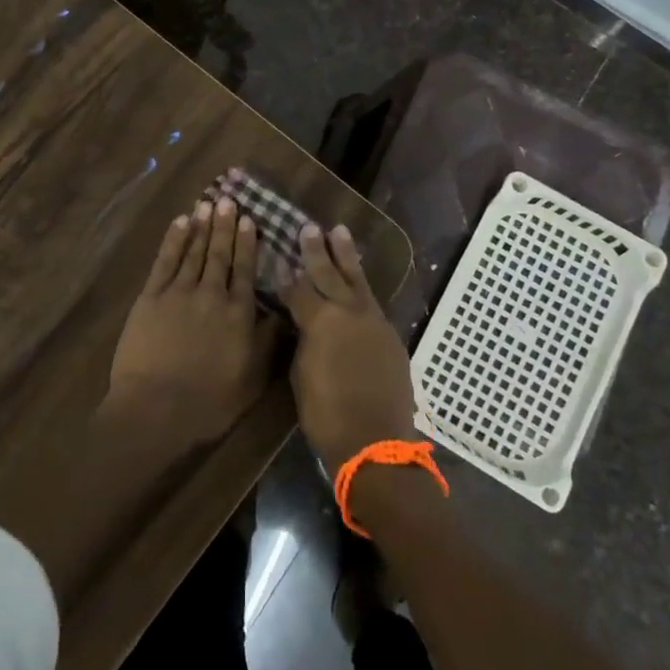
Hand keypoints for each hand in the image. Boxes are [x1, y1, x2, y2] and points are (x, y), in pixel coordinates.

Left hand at [103, 197, 281, 452]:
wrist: (156, 410)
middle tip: (228, 200)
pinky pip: (164, 261)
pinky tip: (179, 223)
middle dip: (224, 226)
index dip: (247, 244)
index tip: (250, 220)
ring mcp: (178, 293)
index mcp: (238, 313)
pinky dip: (173, 240)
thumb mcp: (252, 379)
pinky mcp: (150, 298)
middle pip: (220, 254)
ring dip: (201, 227)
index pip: (245, 270)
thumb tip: (282, 314)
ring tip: (207, 204)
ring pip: (193, 251)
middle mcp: (211, 294)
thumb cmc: (209, 402)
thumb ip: (267, 343)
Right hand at [283, 224, 417, 474]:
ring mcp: (373, 321)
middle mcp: (348, 312)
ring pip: (356, 280)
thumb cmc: (327, 414)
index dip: (288, 276)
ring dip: (346, 255)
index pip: (300, 289)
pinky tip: (357, 278)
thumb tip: (303, 320)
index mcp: (321, 321)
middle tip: (308, 228)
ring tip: (339, 231)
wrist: (375, 442)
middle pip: (329, 274)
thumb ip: (303, 339)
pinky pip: (371, 301)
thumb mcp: (301, 374)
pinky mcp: (389, 334)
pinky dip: (361, 285)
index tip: (280, 258)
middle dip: (316, 250)